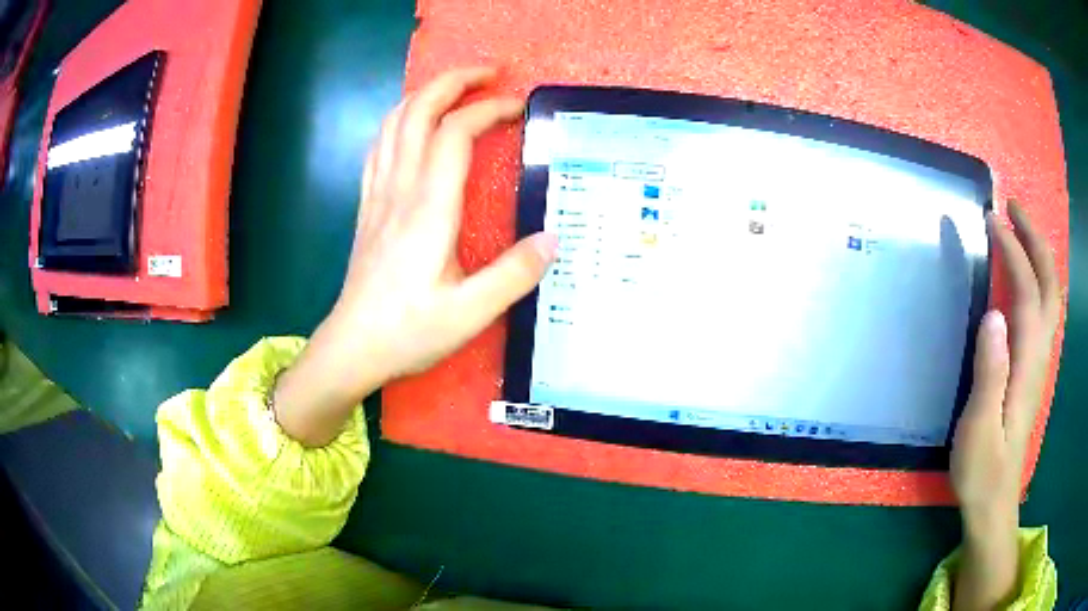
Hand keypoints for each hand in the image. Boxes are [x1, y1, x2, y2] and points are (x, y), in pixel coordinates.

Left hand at [274, 67, 556, 446]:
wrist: (352, 347)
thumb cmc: (408, 332)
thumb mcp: (470, 313)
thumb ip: (514, 274)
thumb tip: (553, 239)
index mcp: (428, 210)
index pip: (454, 133)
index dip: (487, 109)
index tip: (518, 106)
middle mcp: (399, 190)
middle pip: (417, 111)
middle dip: (453, 81)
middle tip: (489, 74)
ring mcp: (377, 195)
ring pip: (393, 122)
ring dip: (424, 95)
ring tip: (455, 89)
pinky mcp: (367, 206)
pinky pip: (378, 146)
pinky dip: (399, 121)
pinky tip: (413, 125)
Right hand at [950, 202, 1060, 609]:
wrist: (994, 500)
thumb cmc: (983, 469)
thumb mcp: (979, 428)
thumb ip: (990, 373)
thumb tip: (993, 314)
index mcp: (1027, 365)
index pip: (1028, 293)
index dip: (1014, 252)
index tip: (993, 221)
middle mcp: (1039, 355)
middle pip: (1049, 286)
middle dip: (1035, 241)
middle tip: (1013, 208)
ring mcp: (1039, 362)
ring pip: (1050, 297)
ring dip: (1038, 255)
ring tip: (1019, 229)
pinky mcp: (1033, 370)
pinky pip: (1043, 312)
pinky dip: (1037, 280)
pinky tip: (1024, 277)